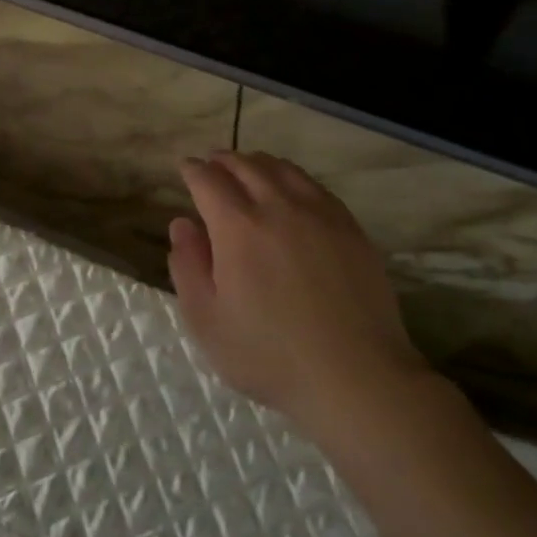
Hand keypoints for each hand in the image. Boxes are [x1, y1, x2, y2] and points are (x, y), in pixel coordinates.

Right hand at [168, 152, 430, 435]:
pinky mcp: (350, 228)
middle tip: (212, 163)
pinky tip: (291, 190)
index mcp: (238, 227)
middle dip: (223, 160)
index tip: (185, 168)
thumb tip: (182, 224)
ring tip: (247, 168)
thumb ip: (187, 266)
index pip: (208, 181)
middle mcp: (278, 207)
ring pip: (283, 170)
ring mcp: (320, 214)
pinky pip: (315, 186)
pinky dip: (292, 177)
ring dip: (257, 163)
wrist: (355, 376)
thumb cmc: (269, 355)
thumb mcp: (207, 321)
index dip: (192, 170)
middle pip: (246, 166)